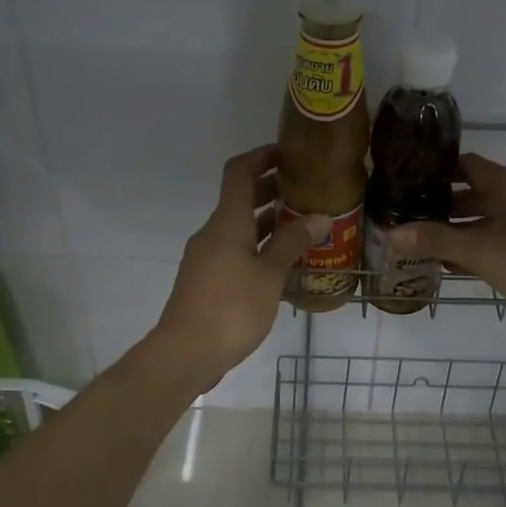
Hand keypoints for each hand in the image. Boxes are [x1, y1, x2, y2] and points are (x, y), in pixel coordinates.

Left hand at [149, 146, 327, 385]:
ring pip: (238, 226)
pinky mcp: (207, 279)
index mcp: (227, 222)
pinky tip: (282, 263)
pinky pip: (235, 250)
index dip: (261, 156)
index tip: (288, 153)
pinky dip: (257, 245)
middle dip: (270, 189)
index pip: (239, 172)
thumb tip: (321, 217)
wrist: (185, 353)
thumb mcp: (269, 275)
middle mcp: (213, 232)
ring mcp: (207, 257)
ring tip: (302, 225)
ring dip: (266, 221)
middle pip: (240, 198)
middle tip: (305, 190)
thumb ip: (293, 243)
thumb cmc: (231, 308)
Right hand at [387, 154, 505, 341]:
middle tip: (414, 217)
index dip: (439, 172)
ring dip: (465, 227)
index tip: (411, 182)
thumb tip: (391, 234)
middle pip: (480, 192)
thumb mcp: (481, 254)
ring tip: (431, 243)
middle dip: (447, 206)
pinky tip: (462, 262)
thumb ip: (437, 241)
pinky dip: (485, 241)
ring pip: (495, 216)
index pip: (469, 166)